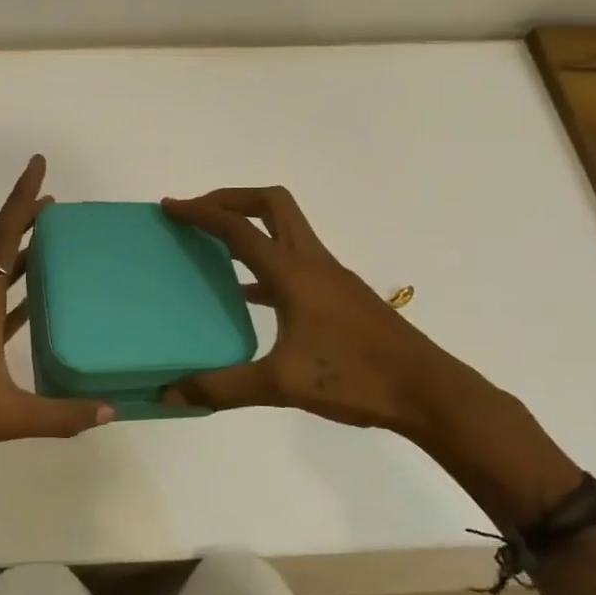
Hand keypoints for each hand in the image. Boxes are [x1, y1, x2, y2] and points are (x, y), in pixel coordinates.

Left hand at [0, 156, 113, 503]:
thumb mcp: (7, 417)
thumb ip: (62, 415)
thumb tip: (111, 410)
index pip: (3, 238)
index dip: (21, 199)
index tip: (38, 165)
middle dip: (22, 218)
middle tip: (54, 203)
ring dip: (18, 251)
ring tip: (51, 240)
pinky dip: (14, 290)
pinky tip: (34, 300)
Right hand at [160, 186, 496, 438]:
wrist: (426, 390)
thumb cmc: (355, 378)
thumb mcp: (280, 385)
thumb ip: (222, 387)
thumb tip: (170, 395)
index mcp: (293, 272)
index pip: (238, 228)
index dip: (201, 212)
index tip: (171, 207)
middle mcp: (312, 262)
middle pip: (271, 204)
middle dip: (232, 200)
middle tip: (199, 215)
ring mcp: (330, 277)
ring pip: (286, 230)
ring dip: (251, 227)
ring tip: (214, 247)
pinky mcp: (340, 296)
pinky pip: (294, 262)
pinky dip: (266, 263)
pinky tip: (249, 295)